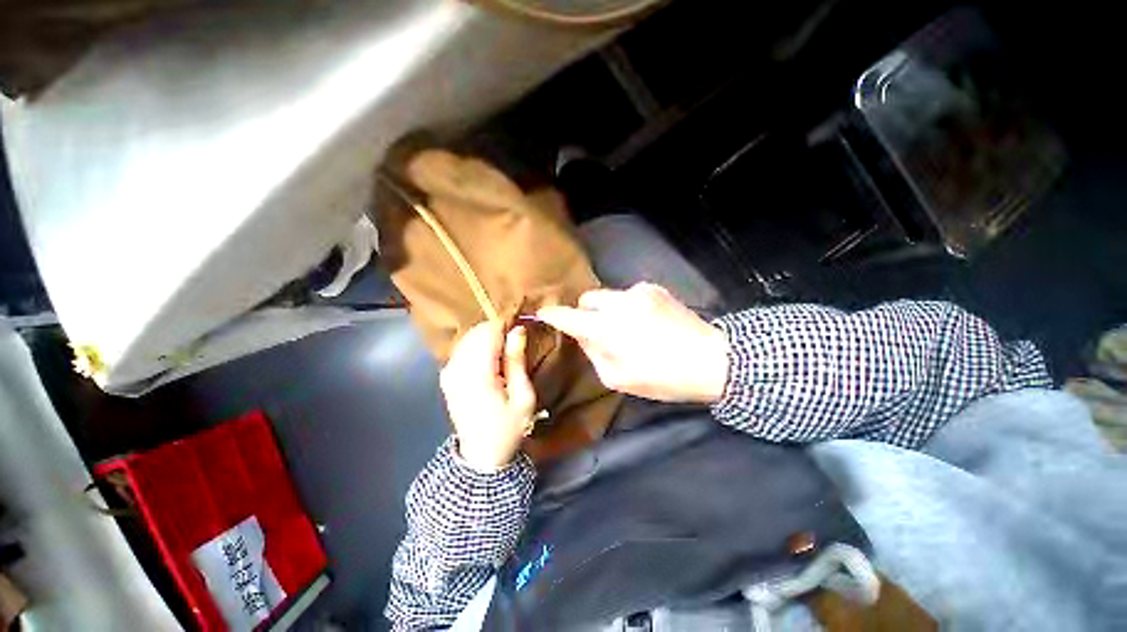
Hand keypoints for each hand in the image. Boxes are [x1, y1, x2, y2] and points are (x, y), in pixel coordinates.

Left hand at [440, 321, 536, 472]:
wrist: (482, 456)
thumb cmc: (509, 428)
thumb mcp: (523, 396)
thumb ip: (517, 360)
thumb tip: (518, 329)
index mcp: (477, 375)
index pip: (488, 332)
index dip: (505, 324)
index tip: (520, 327)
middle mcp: (457, 369)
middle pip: (476, 332)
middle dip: (497, 331)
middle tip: (515, 342)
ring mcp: (448, 372)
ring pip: (468, 337)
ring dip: (487, 338)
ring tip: (505, 352)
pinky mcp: (446, 376)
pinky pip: (462, 348)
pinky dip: (478, 346)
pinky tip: (490, 360)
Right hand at [537, 283, 729, 403]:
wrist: (712, 359)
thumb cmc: (663, 377)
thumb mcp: (619, 378)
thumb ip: (594, 353)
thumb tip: (584, 335)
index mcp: (608, 328)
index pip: (570, 316)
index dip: (554, 315)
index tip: (543, 313)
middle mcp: (619, 303)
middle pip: (588, 299)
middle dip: (586, 313)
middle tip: (598, 332)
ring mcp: (639, 292)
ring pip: (608, 296)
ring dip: (608, 310)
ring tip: (627, 329)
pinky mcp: (654, 288)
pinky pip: (628, 295)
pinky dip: (627, 307)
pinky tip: (645, 322)